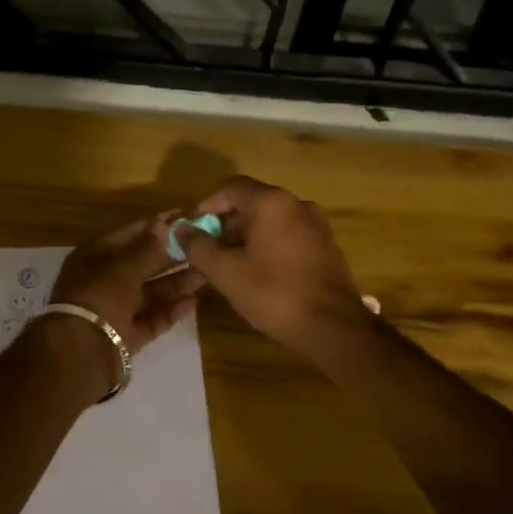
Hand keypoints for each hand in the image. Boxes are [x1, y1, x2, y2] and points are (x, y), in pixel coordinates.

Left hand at [50, 215, 206, 352]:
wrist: (81, 352)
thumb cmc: (100, 296)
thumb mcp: (123, 267)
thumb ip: (147, 248)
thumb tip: (162, 224)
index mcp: (95, 256)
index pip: (129, 234)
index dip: (156, 225)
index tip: (185, 218)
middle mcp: (104, 280)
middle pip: (142, 264)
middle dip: (171, 257)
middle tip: (203, 248)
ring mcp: (115, 309)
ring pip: (150, 292)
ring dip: (176, 283)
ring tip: (206, 274)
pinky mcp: (127, 335)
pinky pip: (152, 318)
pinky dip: (171, 311)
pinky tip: (194, 302)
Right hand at [176, 176, 370, 349]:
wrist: (332, 326)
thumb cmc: (273, 293)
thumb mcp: (226, 271)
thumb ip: (198, 246)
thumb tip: (180, 229)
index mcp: (272, 202)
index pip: (231, 187)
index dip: (207, 204)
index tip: (192, 227)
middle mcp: (297, 204)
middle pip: (252, 202)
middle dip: (225, 222)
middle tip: (206, 248)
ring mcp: (316, 224)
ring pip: (271, 220)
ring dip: (246, 235)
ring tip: (228, 262)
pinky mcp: (326, 245)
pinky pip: (288, 234)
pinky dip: (268, 244)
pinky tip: (257, 270)